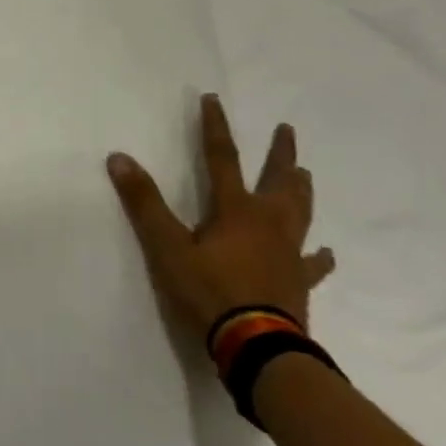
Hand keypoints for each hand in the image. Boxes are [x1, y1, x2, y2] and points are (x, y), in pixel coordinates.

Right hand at [107, 93, 335, 345]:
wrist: (257, 347)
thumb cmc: (209, 292)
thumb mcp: (166, 247)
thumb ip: (144, 202)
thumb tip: (119, 157)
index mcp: (235, 210)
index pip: (221, 157)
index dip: (215, 127)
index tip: (214, 99)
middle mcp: (268, 223)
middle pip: (277, 181)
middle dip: (279, 154)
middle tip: (287, 130)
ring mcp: (288, 253)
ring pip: (300, 213)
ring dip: (300, 191)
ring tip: (306, 175)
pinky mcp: (298, 283)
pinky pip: (314, 264)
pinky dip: (320, 256)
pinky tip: (326, 253)